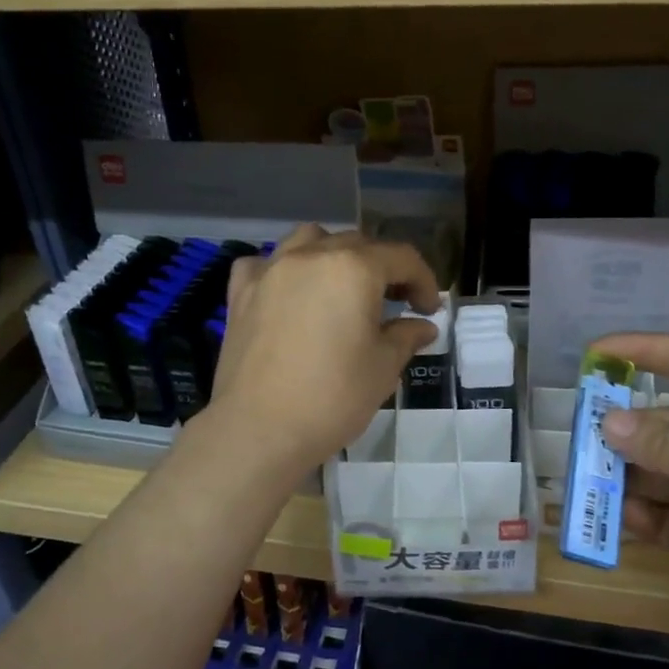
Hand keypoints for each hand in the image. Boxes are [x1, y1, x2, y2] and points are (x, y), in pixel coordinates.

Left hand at [204, 226, 440, 478]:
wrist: (259, 429)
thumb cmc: (332, 397)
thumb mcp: (383, 368)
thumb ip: (405, 337)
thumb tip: (422, 326)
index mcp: (353, 268)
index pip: (401, 258)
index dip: (424, 281)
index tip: (429, 311)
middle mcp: (310, 256)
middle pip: (356, 244)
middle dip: (382, 268)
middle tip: (395, 304)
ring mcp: (270, 271)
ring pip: (308, 240)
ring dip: (333, 254)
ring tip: (341, 287)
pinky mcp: (240, 294)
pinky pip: (263, 263)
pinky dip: (281, 269)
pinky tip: (287, 292)